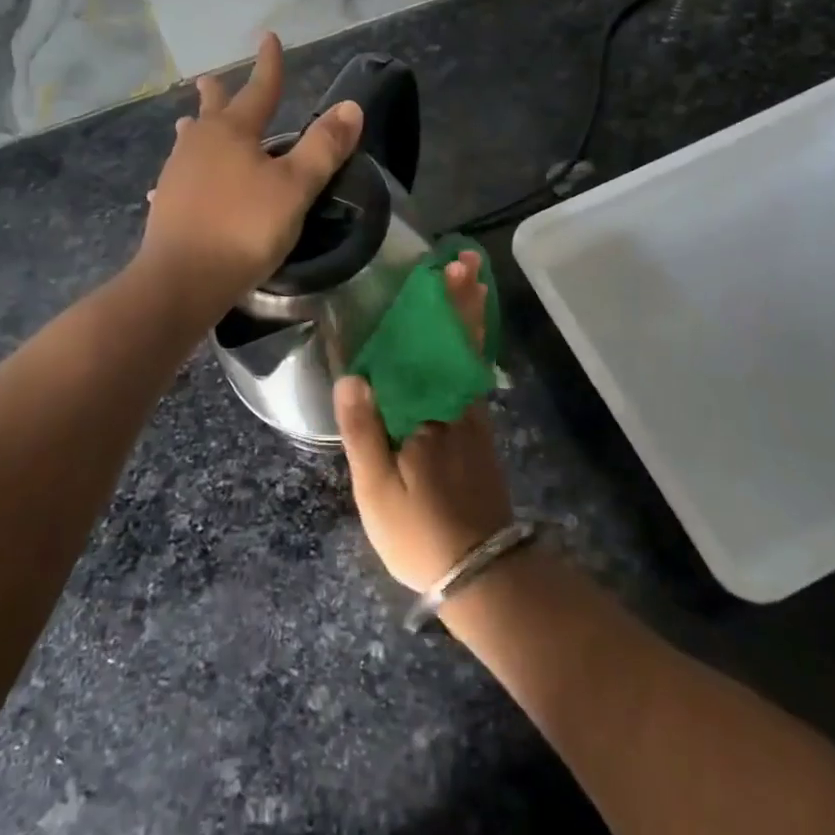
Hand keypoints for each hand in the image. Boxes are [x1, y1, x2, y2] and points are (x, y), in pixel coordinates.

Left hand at [139, 32, 363, 309]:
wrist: (182, 279)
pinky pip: (179, 177)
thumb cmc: (245, 227)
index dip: (269, 65)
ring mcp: (178, 174)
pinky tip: (173, 185)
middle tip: (210, 79)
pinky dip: (185, 172)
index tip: (269, 37)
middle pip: (213, 111)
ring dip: (196, 128)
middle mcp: (200, 144)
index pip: (259, 90)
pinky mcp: (167, 205)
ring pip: (190, 142)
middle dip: (220, 94)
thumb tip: (349, 106)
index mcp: (233, 132)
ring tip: (190, 121)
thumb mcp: (295, 187)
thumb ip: (323, 147)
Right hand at [335, 251, 514, 591]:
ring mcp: (473, 420)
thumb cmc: (422, 531)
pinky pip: (471, 376)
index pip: (434, 346)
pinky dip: (469, 348)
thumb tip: (352, 375)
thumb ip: (363, 431)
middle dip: (463, 299)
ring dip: (470, 317)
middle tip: (465, 260)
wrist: (482, 574)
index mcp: (432, 412)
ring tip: (471, 283)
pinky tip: (463, 340)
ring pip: (469, 356)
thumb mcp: (378, 489)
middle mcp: (459, 405)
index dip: (441, 306)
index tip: (446, 269)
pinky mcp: (477, 435)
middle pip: (460, 341)